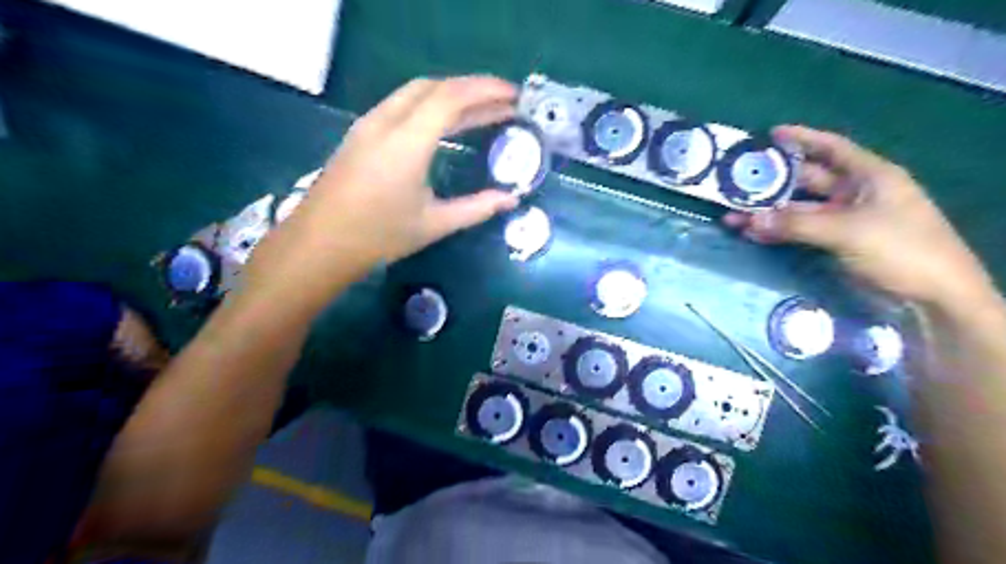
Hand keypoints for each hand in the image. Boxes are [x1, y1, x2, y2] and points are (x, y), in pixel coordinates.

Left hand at [248, 78, 523, 302]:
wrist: (320, 244)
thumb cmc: (379, 237)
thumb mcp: (434, 224)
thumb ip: (477, 208)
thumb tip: (511, 199)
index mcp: (407, 142)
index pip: (451, 99)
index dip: (486, 91)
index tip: (514, 96)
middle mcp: (386, 122)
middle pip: (435, 87)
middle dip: (473, 88)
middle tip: (503, 101)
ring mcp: (369, 124)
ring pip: (415, 92)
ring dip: (451, 94)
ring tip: (481, 109)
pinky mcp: (361, 133)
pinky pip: (401, 104)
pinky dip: (430, 104)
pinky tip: (445, 122)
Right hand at [723, 124, 987, 307]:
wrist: (931, 295)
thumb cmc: (900, 249)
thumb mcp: (847, 231)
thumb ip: (796, 224)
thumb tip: (750, 220)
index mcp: (870, 176)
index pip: (832, 148)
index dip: (803, 139)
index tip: (771, 134)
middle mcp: (855, 193)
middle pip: (808, 180)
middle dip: (774, 182)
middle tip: (740, 180)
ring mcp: (844, 219)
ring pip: (798, 210)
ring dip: (769, 213)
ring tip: (733, 214)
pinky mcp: (836, 242)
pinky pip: (800, 231)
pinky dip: (778, 232)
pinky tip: (752, 233)